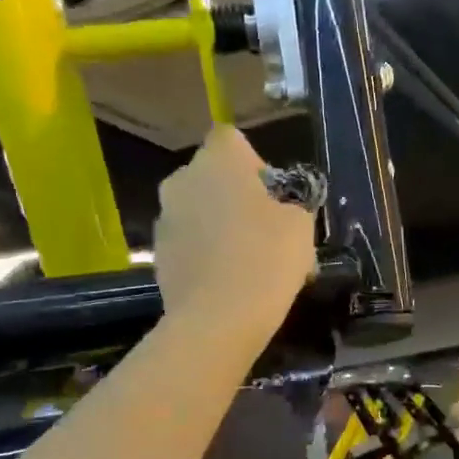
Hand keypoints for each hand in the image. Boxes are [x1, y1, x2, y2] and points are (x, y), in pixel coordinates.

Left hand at [154, 127, 315, 332]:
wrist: (217, 320)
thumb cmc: (266, 260)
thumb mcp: (301, 227)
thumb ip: (290, 207)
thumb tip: (278, 212)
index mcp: (218, 161)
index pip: (231, 138)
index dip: (253, 161)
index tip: (270, 193)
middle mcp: (182, 180)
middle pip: (211, 176)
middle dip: (235, 195)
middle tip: (264, 229)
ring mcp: (164, 219)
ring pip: (198, 211)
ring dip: (218, 225)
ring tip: (247, 261)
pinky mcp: (158, 254)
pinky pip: (188, 243)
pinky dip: (205, 254)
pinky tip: (228, 282)